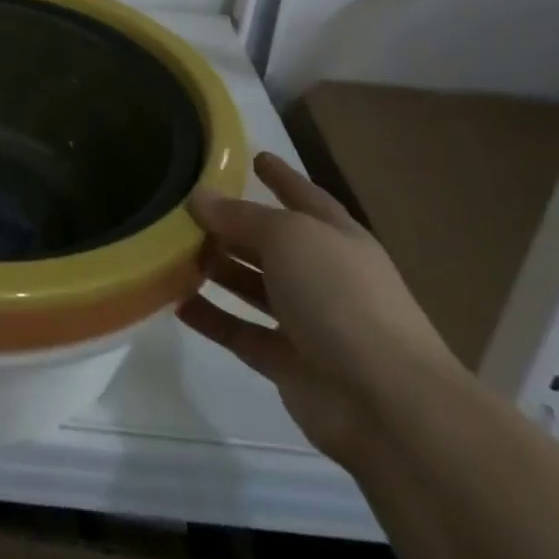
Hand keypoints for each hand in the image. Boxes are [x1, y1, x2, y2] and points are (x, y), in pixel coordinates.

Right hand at [179, 152, 464, 463]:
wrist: (386, 402)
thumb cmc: (341, 297)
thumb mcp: (289, 237)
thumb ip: (241, 216)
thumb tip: (199, 198)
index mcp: (336, 237)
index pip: (305, 197)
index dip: (282, 177)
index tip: (254, 157)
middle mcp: (323, 275)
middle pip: (271, 242)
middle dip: (234, 226)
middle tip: (186, 209)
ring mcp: (307, 322)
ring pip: (253, 286)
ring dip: (218, 269)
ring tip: (172, 251)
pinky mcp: (287, 363)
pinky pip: (240, 332)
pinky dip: (212, 318)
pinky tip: (176, 303)